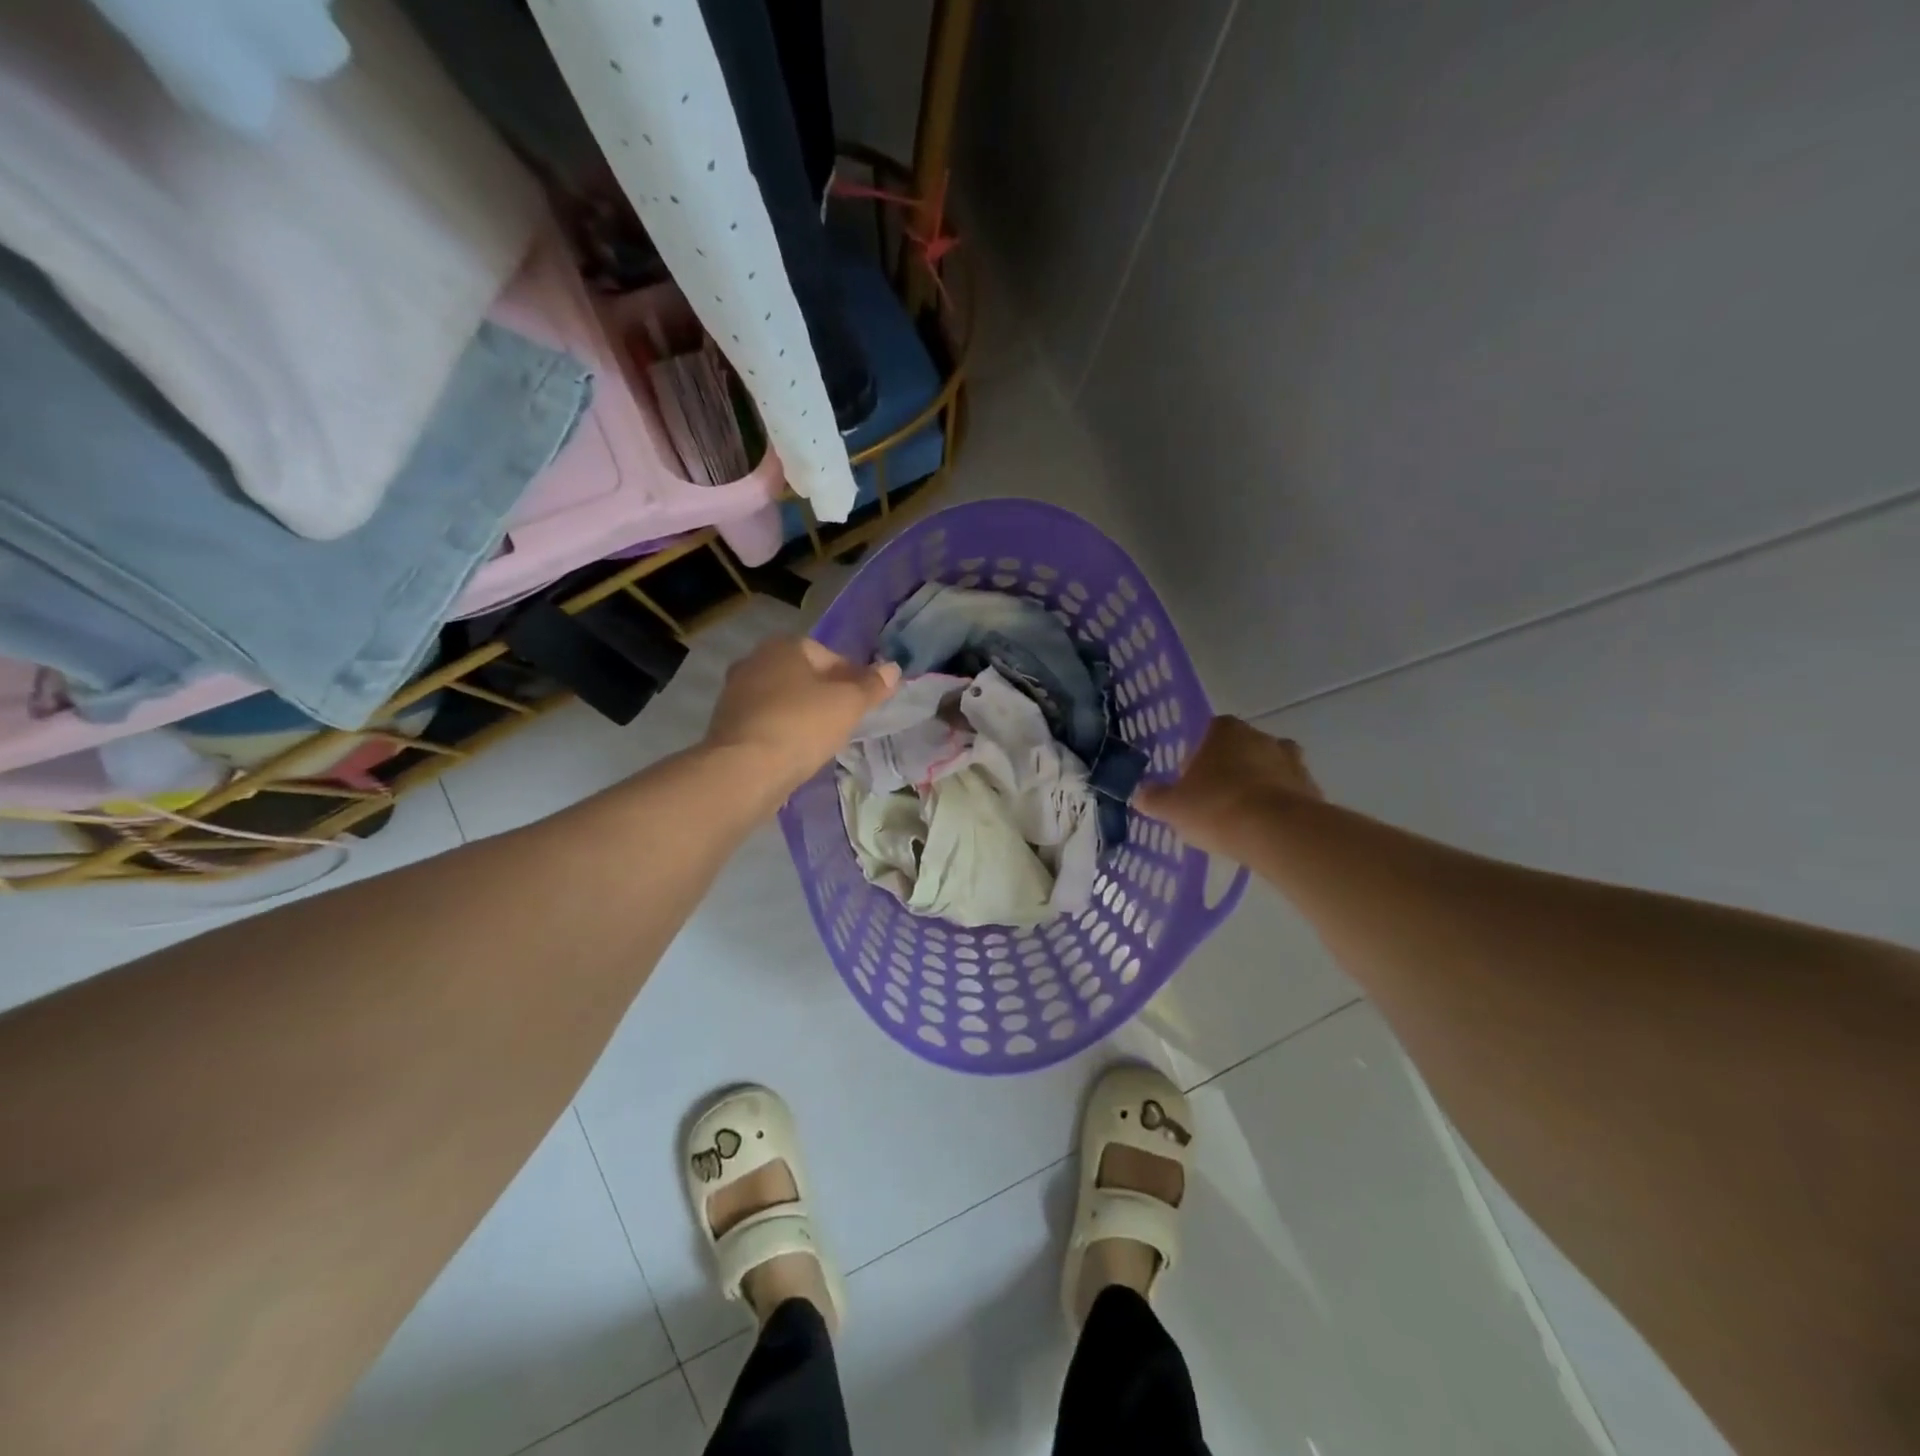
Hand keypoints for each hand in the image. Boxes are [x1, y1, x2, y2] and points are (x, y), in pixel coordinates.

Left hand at [702, 636, 900, 802]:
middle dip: (826, 694)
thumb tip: (893, 669)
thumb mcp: (848, 704)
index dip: (852, 677)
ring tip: (825, 739)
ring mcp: (735, 694)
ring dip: (804, 714)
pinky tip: (797, 752)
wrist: (745, 770)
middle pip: (804, 676)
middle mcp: (754, 661)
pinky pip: (767, 722)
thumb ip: (872, 685)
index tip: (864, 702)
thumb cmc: (802, 725)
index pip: (829, 655)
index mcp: (783, 646)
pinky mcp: (727, 725)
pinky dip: (784, 731)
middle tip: (847, 720)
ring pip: (783, 700)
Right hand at [1132, 716, 1322, 857]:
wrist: (1278, 834)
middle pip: (1239, 750)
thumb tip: (1141, 794)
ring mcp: (1292, 761)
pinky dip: (1277, 807)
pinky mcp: (1312, 789)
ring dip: (1255, 787)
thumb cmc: (1217, 808)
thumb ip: (1153, 798)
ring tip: (1240, 819)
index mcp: (1224, 730)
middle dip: (1228, 771)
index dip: (1196, 758)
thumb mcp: (1172, 807)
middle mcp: (1261, 736)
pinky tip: (1263, 832)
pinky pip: (1288, 794)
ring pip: (1267, 770)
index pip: (1207, 733)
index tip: (1189, 784)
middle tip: (1212, 802)